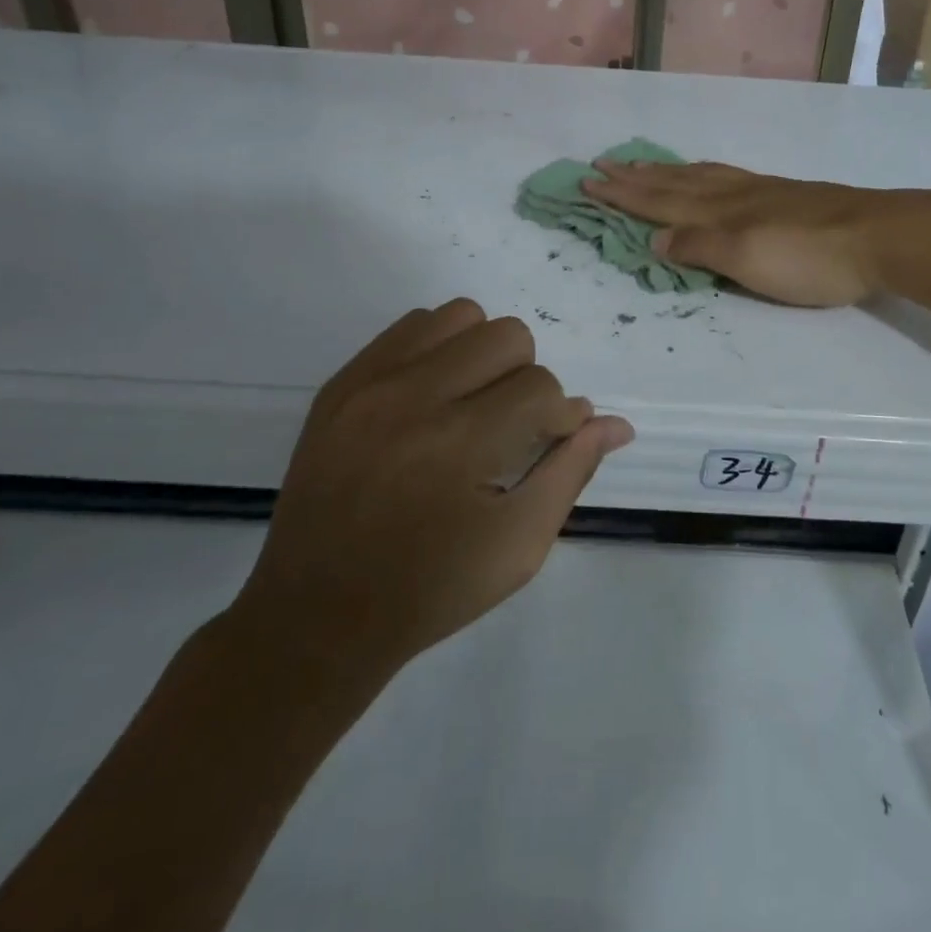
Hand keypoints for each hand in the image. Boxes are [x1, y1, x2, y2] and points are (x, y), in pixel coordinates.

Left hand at [230, 299, 632, 675]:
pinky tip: (435, 395)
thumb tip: (615, 423)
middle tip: (510, 426)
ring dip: (484, 353)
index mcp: (461, 444)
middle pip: (508, 336)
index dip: (562, 416)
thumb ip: (571, 472)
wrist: (315, 615)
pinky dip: (439, 349)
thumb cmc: (430, 590)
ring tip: (473, 403)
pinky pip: (410, 326)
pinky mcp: (341, 383)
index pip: (542, 388)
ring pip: (460, 316)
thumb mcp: (518, 546)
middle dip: (527, 379)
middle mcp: (414, 397)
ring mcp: (369, 383)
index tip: (553, 442)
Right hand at [584, 160, 930, 306]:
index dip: (622, 194)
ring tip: (640, 164)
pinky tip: (704, 173)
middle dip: (634, 177)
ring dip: (664, 171)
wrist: (880, 236)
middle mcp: (731, 194)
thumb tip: (654, 240)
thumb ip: (700, 248)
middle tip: (600, 164)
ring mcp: (758, 191)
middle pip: (673, 183)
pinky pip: (724, 175)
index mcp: (718, 212)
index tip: (588, 182)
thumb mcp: (747, 260)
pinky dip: (700, 171)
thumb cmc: (809, 257)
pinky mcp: (781, 193)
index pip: (659, 202)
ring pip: (698, 175)